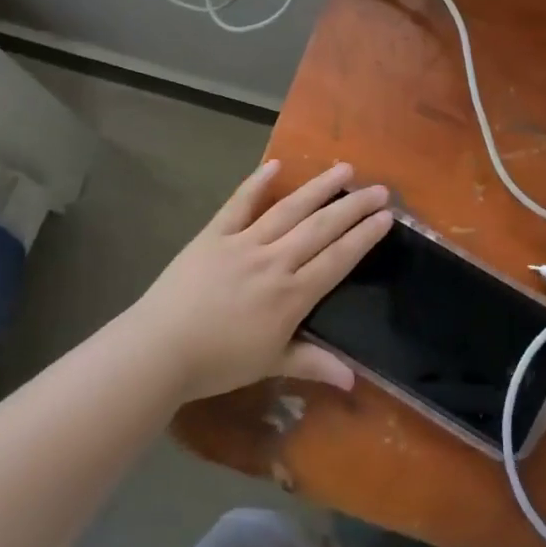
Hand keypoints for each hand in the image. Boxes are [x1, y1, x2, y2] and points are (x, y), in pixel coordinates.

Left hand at [124, 160, 392, 401]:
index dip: (364, 236)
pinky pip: (239, 204)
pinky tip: (276, 164)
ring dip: (319, 188)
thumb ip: (314, 364)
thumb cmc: (217, 363)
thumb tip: (355, 382)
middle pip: (321, 228)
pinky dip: (257, 183)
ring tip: (344, 168)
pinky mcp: (214, 235)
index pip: (337, 259)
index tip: (386, 216)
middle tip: (379, 189)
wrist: (158, 350)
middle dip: (353, 207)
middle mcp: (274, 261)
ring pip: (289, 210)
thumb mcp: (270, 365)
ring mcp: (243, 244)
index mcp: (291, 295)